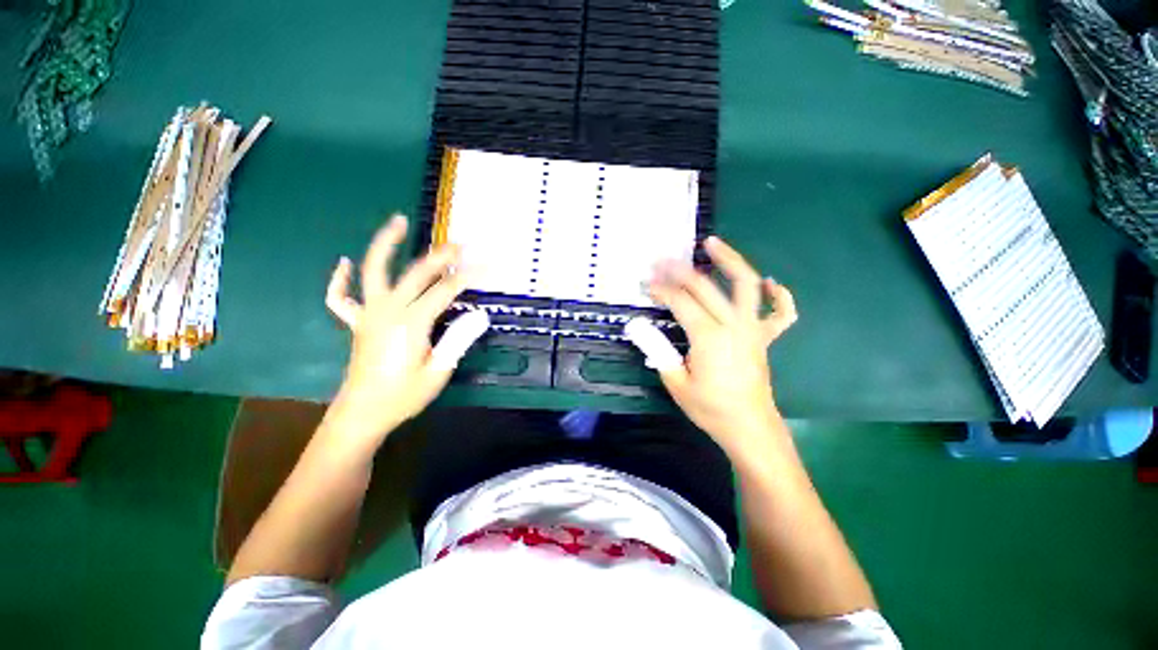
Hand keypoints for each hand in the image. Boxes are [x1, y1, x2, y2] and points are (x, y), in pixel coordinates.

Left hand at [325, 214, 470, 437]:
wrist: (363, 413)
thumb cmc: (403, 396)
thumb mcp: (438, 372)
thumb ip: (458, 340)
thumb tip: (480, 315)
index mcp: (411, 323)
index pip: (445, 290)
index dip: (468, 277)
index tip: (489, 267)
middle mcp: (387, 310)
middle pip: (416, 273)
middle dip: (441, 256)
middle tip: (461, 243)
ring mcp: (368, 313)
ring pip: (373, 270)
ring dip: (386, 244)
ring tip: (398, 221)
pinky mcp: (357, 322)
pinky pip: (341, 297)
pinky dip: (340, 279)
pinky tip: (343, 263)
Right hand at [647, 237, 797, 453]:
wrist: (749, 427)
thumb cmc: (710, 408)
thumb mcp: (675, 383)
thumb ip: (657, 350)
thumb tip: (637, 326)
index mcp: (709, 337)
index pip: (680, 302)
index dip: (661, 290)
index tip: (645, 284)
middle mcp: (733, 325)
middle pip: (705, 286)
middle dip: (680, 271)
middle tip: (661, 260)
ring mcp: (753, 328)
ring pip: (746, 285)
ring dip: (730, 260)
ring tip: (712, 242)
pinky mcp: (764, 337)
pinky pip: (780, 312)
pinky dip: (779, 295)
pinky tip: (769, 282)